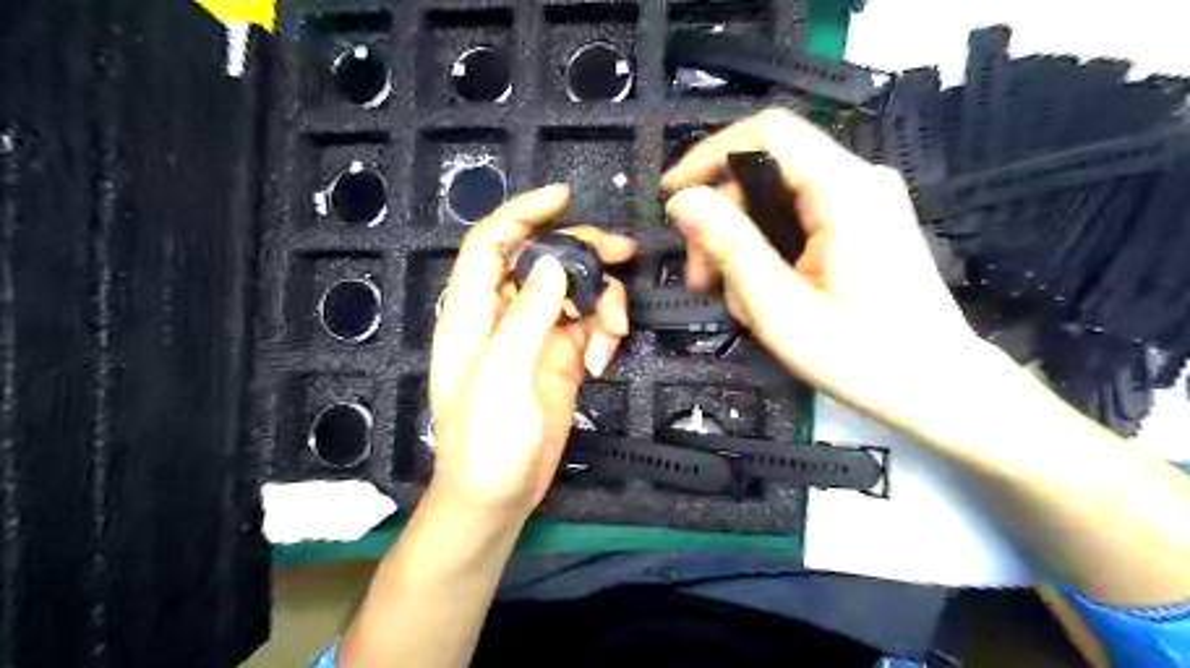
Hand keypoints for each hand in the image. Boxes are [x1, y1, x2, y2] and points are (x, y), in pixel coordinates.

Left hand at [425, 182, 630, 521]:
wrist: (499, 495)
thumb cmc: (486, 440)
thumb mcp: (502, 375)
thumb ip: (526, 316)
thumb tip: (554, 264)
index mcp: (473, 311)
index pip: (491, 244)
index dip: (522, 213)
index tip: (563, 197)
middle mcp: (504, 314)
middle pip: (544, 260)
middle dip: (584, 253)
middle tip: (624, 254)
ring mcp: (536, 335)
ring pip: (575, 291)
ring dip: (602, 302)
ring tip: (614, 334)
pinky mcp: (563, 357)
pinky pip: (589, 325)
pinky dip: (604, 333)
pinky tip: (606, 357)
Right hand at [666, 110, 991, 439]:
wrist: (941, 387)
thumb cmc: (863, 356)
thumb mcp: (781, 307)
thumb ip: (731, 247)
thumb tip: (684, 202)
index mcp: (844, 190)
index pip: (766, 134)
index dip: (709, 156)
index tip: (672, 195)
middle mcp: (858, 181)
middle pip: (765, 173)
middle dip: (721, 220)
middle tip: (699, 279)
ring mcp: (863, 202)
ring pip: (776, 200)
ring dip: (741, 242)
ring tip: (731, 298)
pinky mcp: (862, 224)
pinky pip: (797, 219)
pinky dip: (768, 249)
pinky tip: (761, 292)